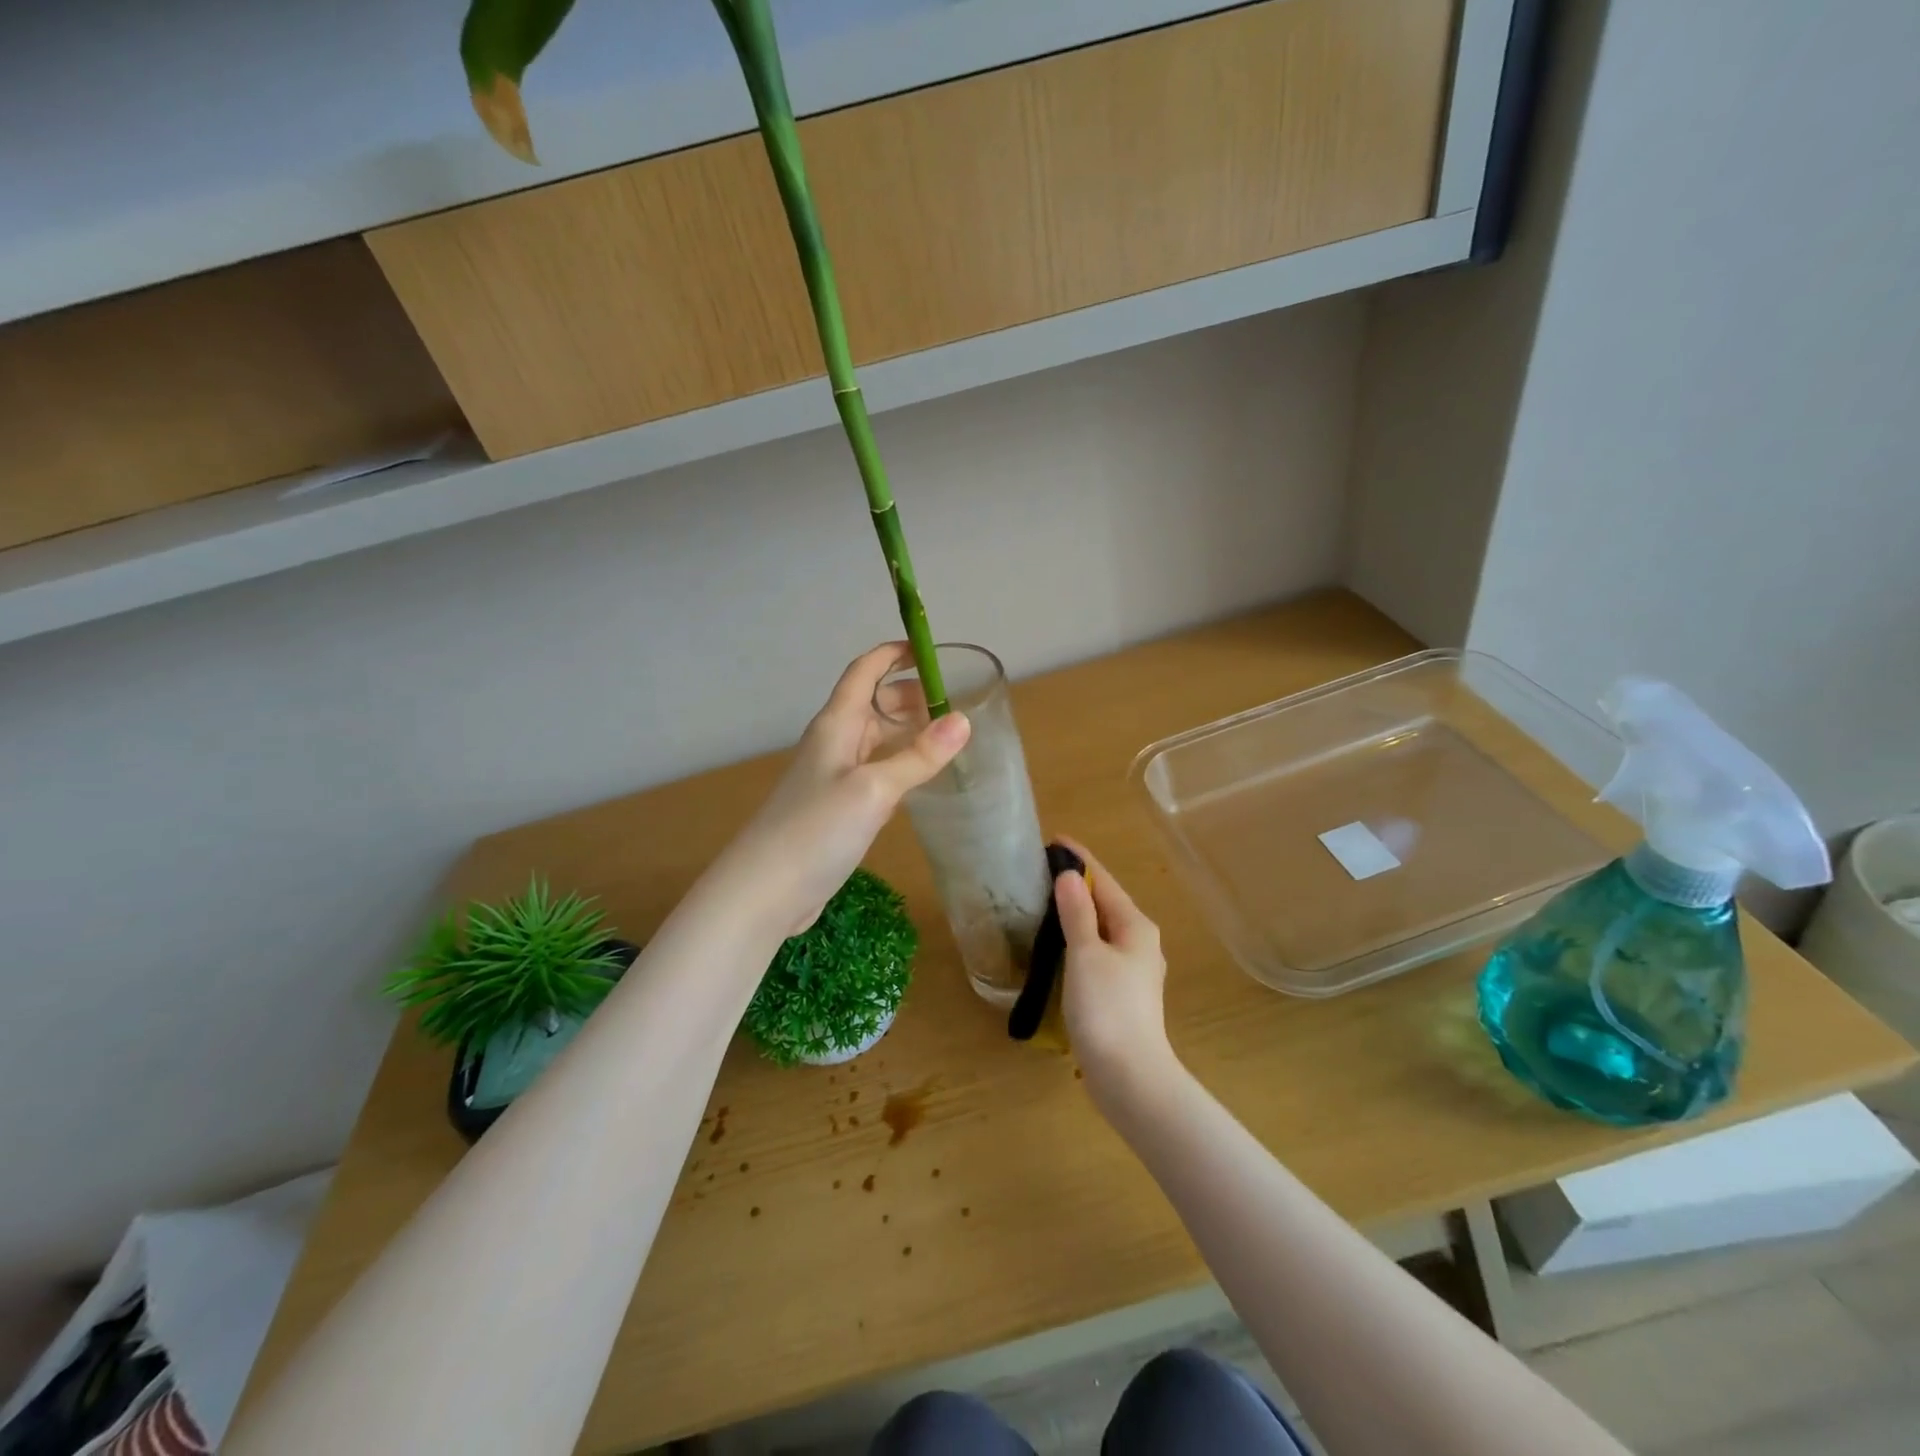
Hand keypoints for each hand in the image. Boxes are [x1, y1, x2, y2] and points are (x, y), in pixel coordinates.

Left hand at [707, 644, 970, 939]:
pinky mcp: (839, 807)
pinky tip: (923, 778)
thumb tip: (963, 721)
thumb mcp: (874, 789)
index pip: (865, 671)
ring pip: (877, 739)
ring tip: (949, 737)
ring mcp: (835, 776)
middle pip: (874, 704)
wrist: (766, 890)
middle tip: (955, 703)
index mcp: (837, 724)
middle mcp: (835, 742)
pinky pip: (876, 771)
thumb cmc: (816, 828)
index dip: (893, 654)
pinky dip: (901, 764)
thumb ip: (918, 756)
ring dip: (908, 731)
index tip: (930, 650)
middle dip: (911, 696)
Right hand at [1054, 839, 1178, 1104]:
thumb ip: (1077, 913)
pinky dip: (1077, 940)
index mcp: (1135, 926)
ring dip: (1076, 913)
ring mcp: (1133, 971)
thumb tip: (1068, 876)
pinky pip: (1097, 952)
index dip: (1079, 859)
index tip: (1054, 839)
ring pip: (1100, 929)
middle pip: (1105, 903)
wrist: (1130, 1077)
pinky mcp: (1121, 994)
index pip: (1104, 880)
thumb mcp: (1086, 954)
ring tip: (1043, 902)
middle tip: (1040, 870)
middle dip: (1076, 885)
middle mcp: (1140, 943)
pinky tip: (1057, 946)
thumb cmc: (1107, 1008)